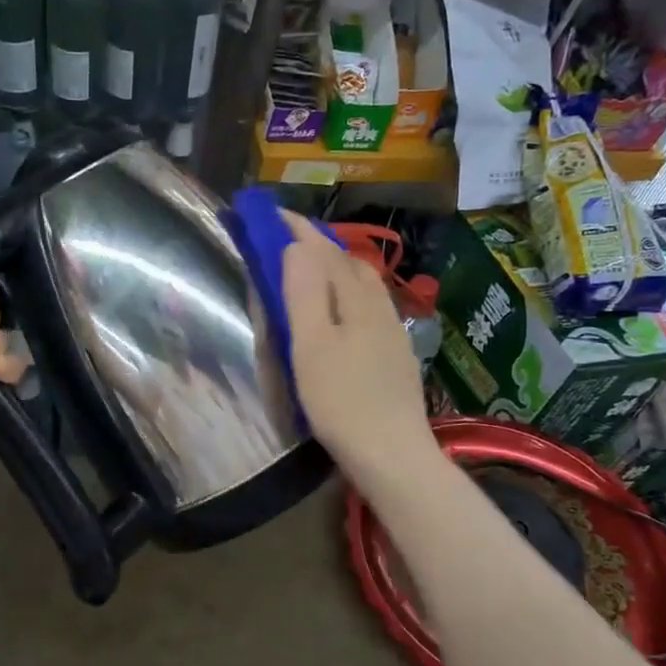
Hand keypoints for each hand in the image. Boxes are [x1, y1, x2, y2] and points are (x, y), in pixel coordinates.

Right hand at [280, 212, 437, 492]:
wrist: (392, 454)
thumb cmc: (342, 401)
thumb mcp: (311, 346)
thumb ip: (303, 293)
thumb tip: (297, 245)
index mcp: (355, 300)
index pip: (325, 251)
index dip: (298, 230)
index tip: (272, 212)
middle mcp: (378, 307)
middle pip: (348, 263)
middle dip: (318, 244)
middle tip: (287, 238)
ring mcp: (391, 332)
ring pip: (363, 285)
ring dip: (336, 267)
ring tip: (312, 269)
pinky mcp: (394, 355)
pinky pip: (369, 306)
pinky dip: (348, 293)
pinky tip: (342, 311)